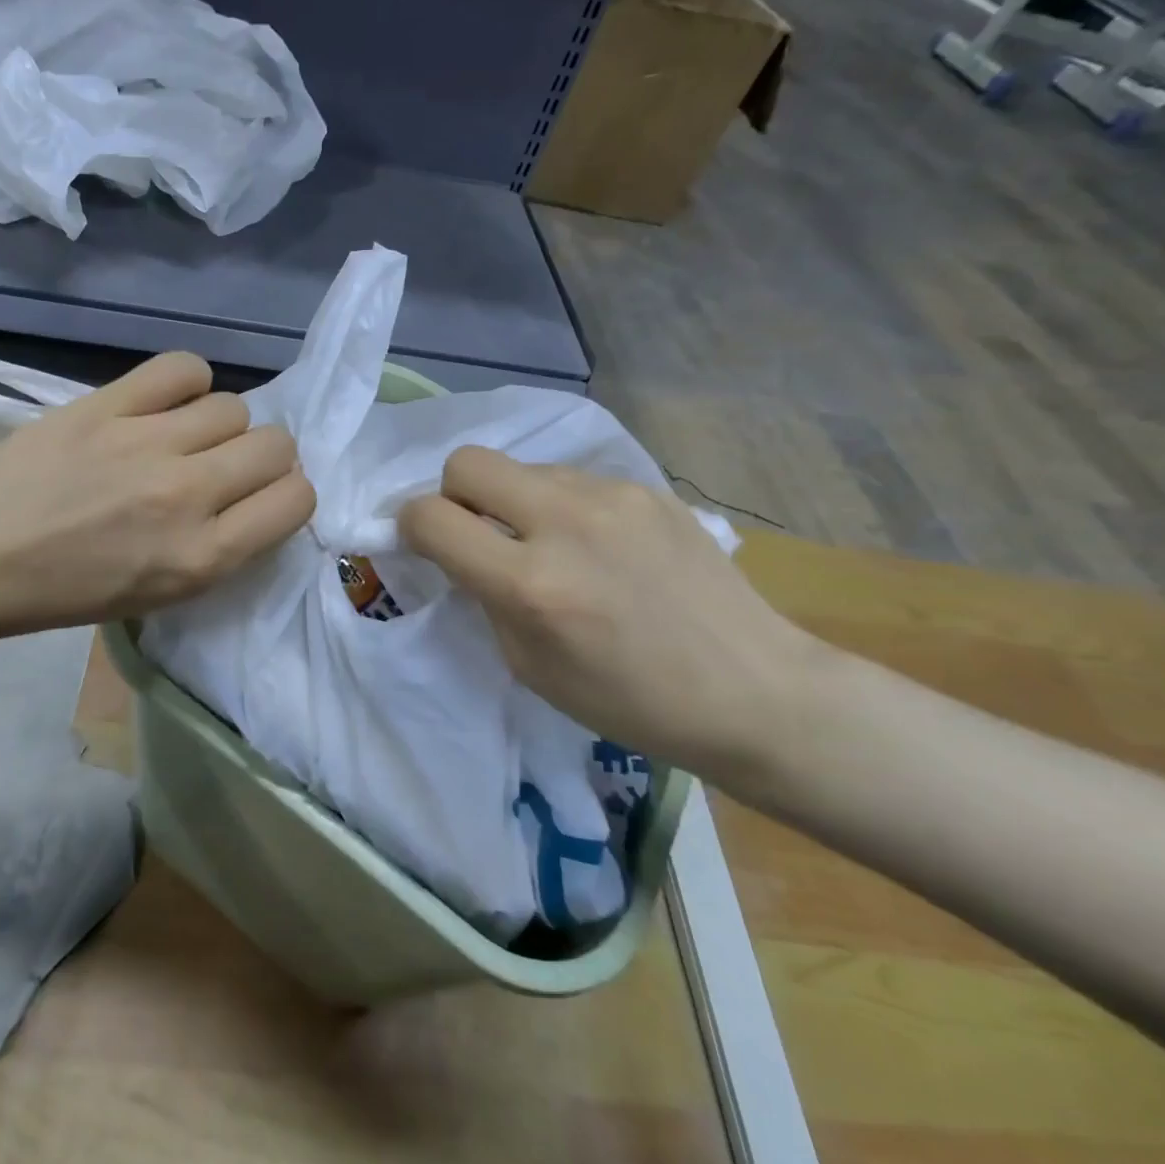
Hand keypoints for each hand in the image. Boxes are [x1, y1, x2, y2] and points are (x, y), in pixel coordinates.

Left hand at [0, 352, 314, 647]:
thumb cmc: (68, 591)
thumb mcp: (161, 594)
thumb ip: (221, 548)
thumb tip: (258, 495)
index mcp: (201, 557)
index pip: (297, 500)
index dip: (289, 495)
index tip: (263, 497)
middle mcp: (186, 495)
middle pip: (275, 445)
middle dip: (265, 458)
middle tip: (227, 467)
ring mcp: (144, 443)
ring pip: (234, 406)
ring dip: (221, 425)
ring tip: (185, 437)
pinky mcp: (106, 405)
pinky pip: (182, 368)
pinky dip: (187, 382)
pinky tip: (167, 402)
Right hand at [398, 446, 817, 774]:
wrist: (753, 690)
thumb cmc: (629, 701)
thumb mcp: (529, 665)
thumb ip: (484, 596)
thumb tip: (462, 551)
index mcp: (530, 584)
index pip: (431, 517)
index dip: (411, 526)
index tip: (425, 543)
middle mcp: (565, 523)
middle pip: (467, 461)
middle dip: (455, 494)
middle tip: (481, 533)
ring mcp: (611, 497)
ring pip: (523, 468)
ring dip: (515, 502)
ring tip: (554, 546)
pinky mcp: (646, 488)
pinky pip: (573, 480)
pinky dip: (564, 507)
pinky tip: (601, 547)